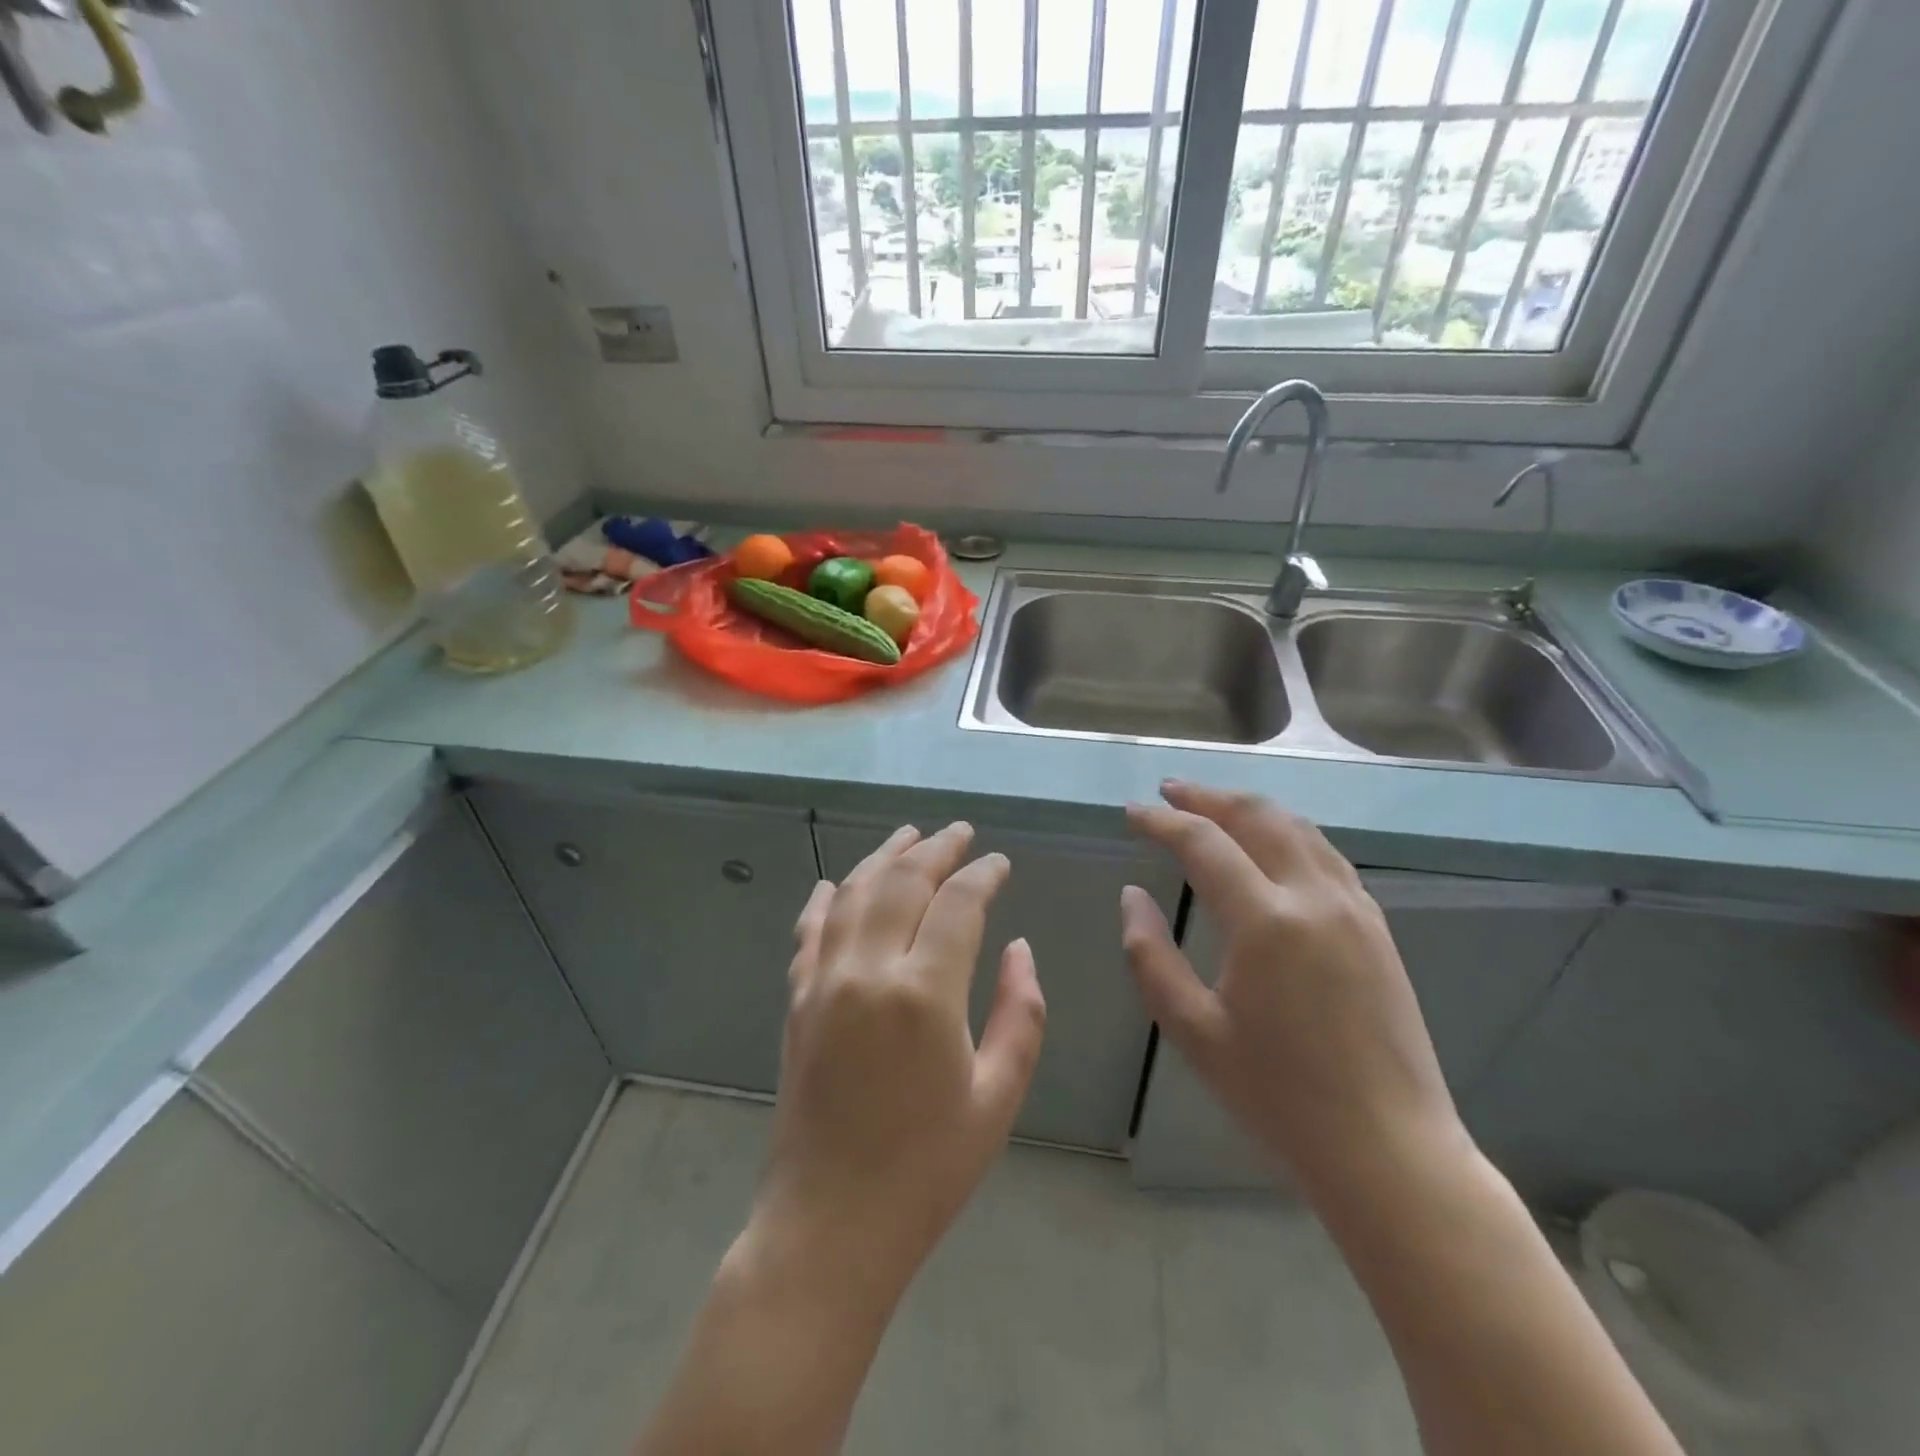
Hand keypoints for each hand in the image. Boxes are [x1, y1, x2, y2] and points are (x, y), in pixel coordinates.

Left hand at [750, 822, 1046, 1303]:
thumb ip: (1020, 1013)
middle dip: (935, 849)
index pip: (958, 904)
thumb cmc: (928, 1169)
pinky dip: (827, 899)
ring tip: (909, 835)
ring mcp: (824, 982)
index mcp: (924, 994)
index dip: (983, 875)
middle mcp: (868, 971)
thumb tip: (1018, 949)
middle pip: (902, 883)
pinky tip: (838, 883)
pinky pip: (810, 931)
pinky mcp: (797, 1001)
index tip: (1000, 862)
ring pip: (854, 894)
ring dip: (884, 857)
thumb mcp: (997, 1096)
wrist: (830, 1224)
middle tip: (960, 832)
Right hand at [1120, 781, 1462, 1192]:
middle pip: (1257, 816)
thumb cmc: (1279, 1096)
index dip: (1163, 822)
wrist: (1389, 1150)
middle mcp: (1314, 897)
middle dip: (1208, 797)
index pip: (1204, 843)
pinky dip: (1288, 832)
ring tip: (1214, 807)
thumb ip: (1150, 956)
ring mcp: (1354, 908)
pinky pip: (1326, 854)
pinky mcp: (1376, 926)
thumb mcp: (1194, 1031)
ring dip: (1250, 807)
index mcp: (1266, 921)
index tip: (1132, 812)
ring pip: (1298, 827)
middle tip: (1170, 791)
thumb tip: (1132, 896)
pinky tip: (1271, 846)